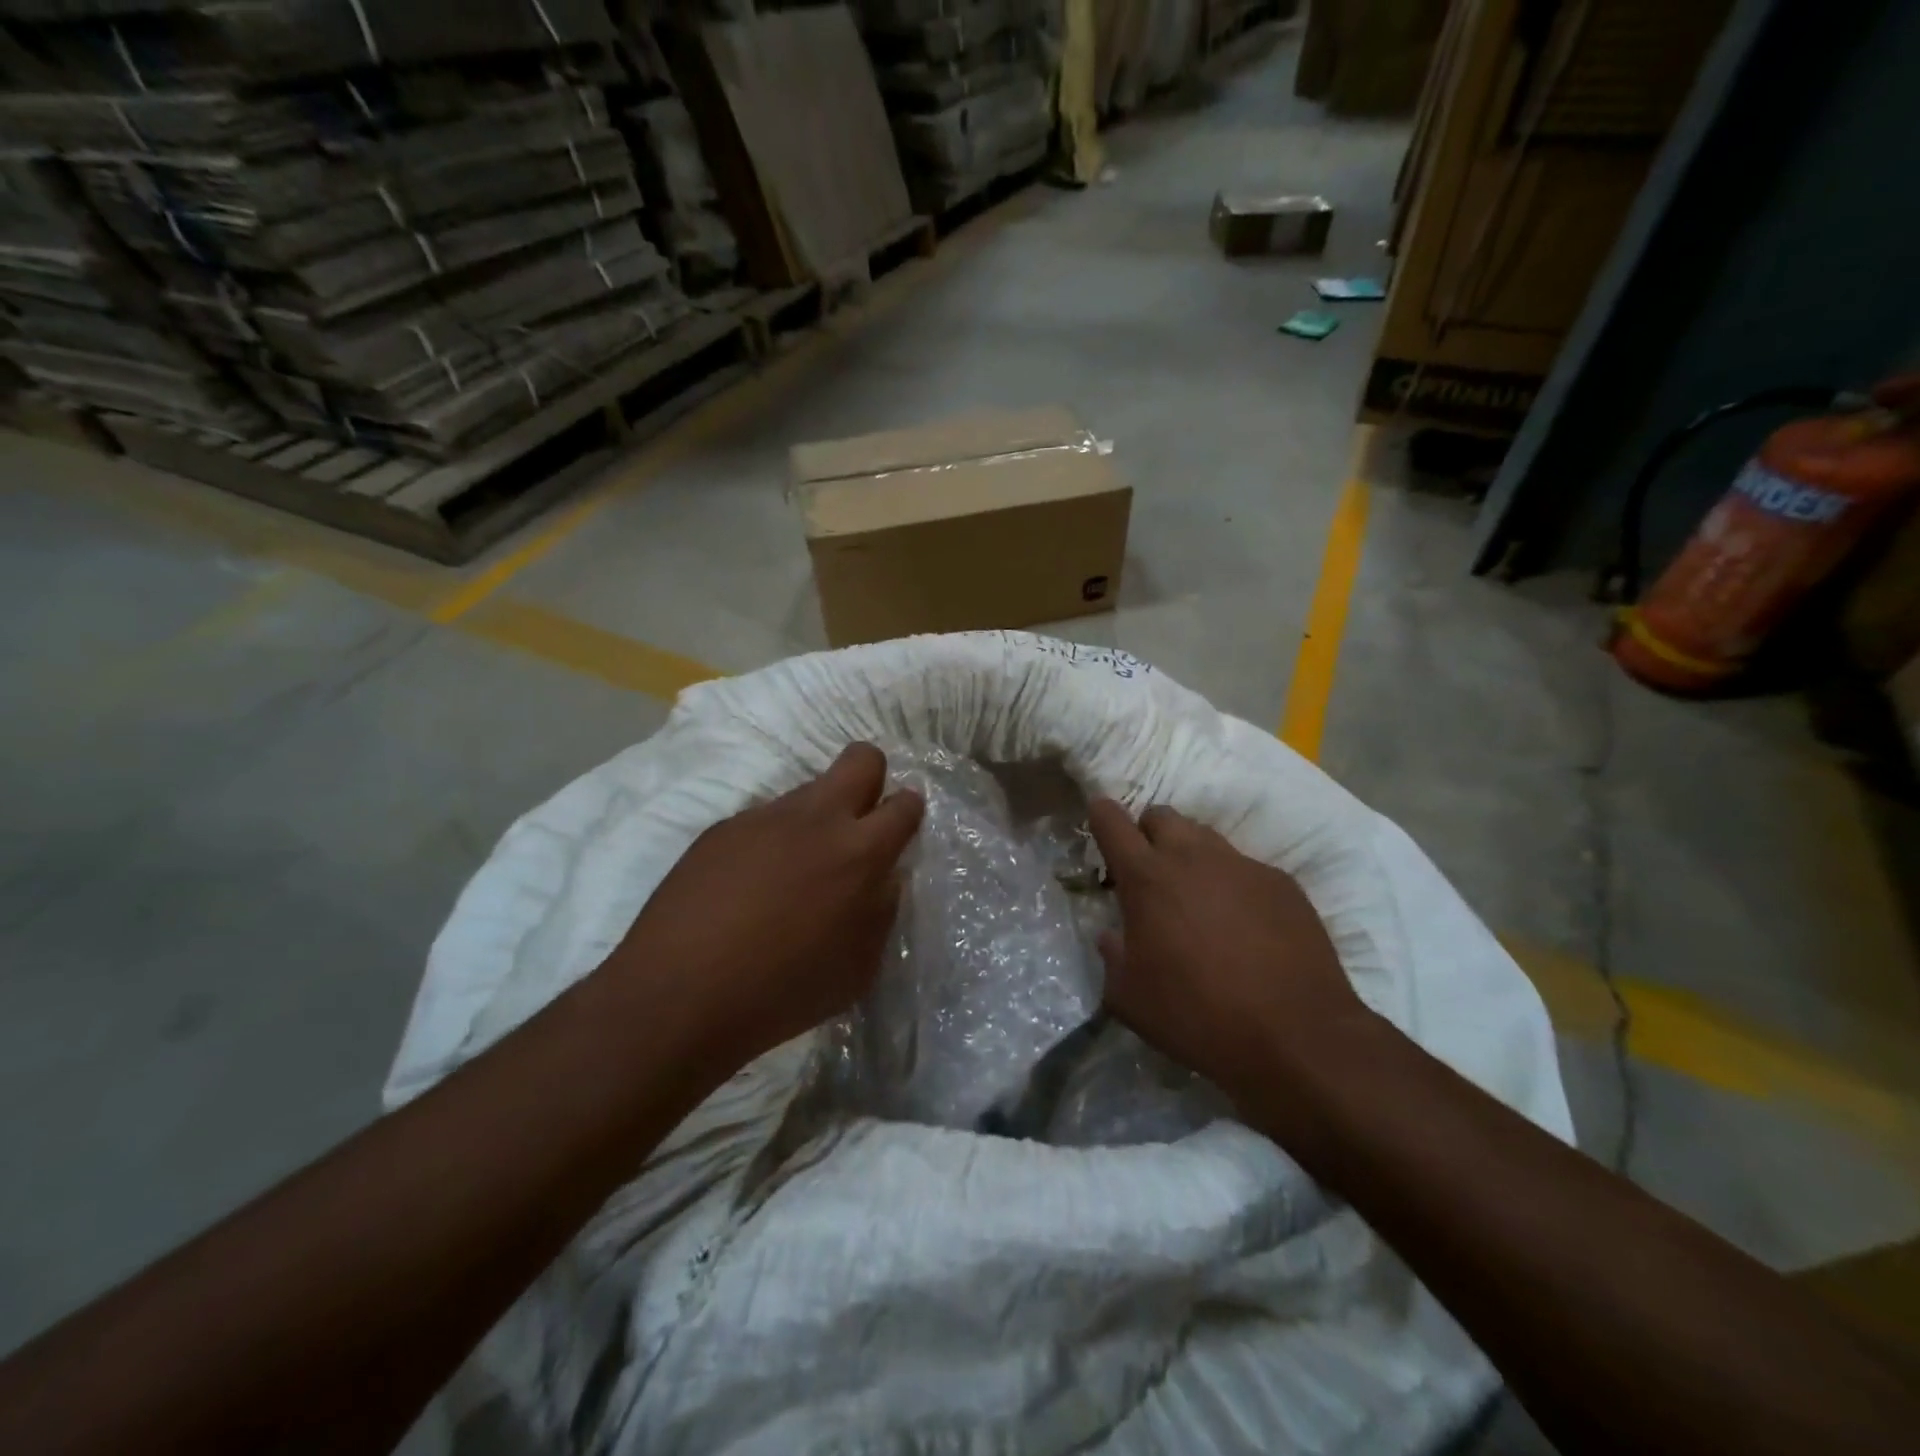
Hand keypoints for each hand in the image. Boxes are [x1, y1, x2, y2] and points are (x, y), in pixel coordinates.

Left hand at [605, 743, 923, 1069]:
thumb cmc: (782, 991)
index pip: (905, 803)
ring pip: (809, 790)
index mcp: (860, 852)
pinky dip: (771, 843)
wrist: (678, 994)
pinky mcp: (724, 828)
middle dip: (872, 778)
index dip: (908, 813)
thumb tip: (883, 877)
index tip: (899, 834)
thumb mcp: (859, 966)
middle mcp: (816, 818)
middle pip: (861, 758)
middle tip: (859, 824)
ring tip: (793, 873)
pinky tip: (750, 887)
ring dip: (817, 819)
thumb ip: (881, 910)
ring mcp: (765, 817)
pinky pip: (764, 820)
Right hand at [1087, 799, 1370, 1108]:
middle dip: (1147, 833)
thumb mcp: (1129, 998)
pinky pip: (1245, 868)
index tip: (1099, 822)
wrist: (1296, 1036)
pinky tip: (1243, 926)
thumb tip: (1113, 936)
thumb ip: (1112, 956)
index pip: (1112, 820)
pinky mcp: (1282, 883)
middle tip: (1149, 873)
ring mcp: (1242, 866)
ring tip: (1196, 899)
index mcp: (1147, 878)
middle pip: (1161, 815)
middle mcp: (1193, 857)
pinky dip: (1232, 885)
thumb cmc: (1197, 1015)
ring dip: (1190, 856)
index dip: (1101, 815)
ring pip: (1204, 837)